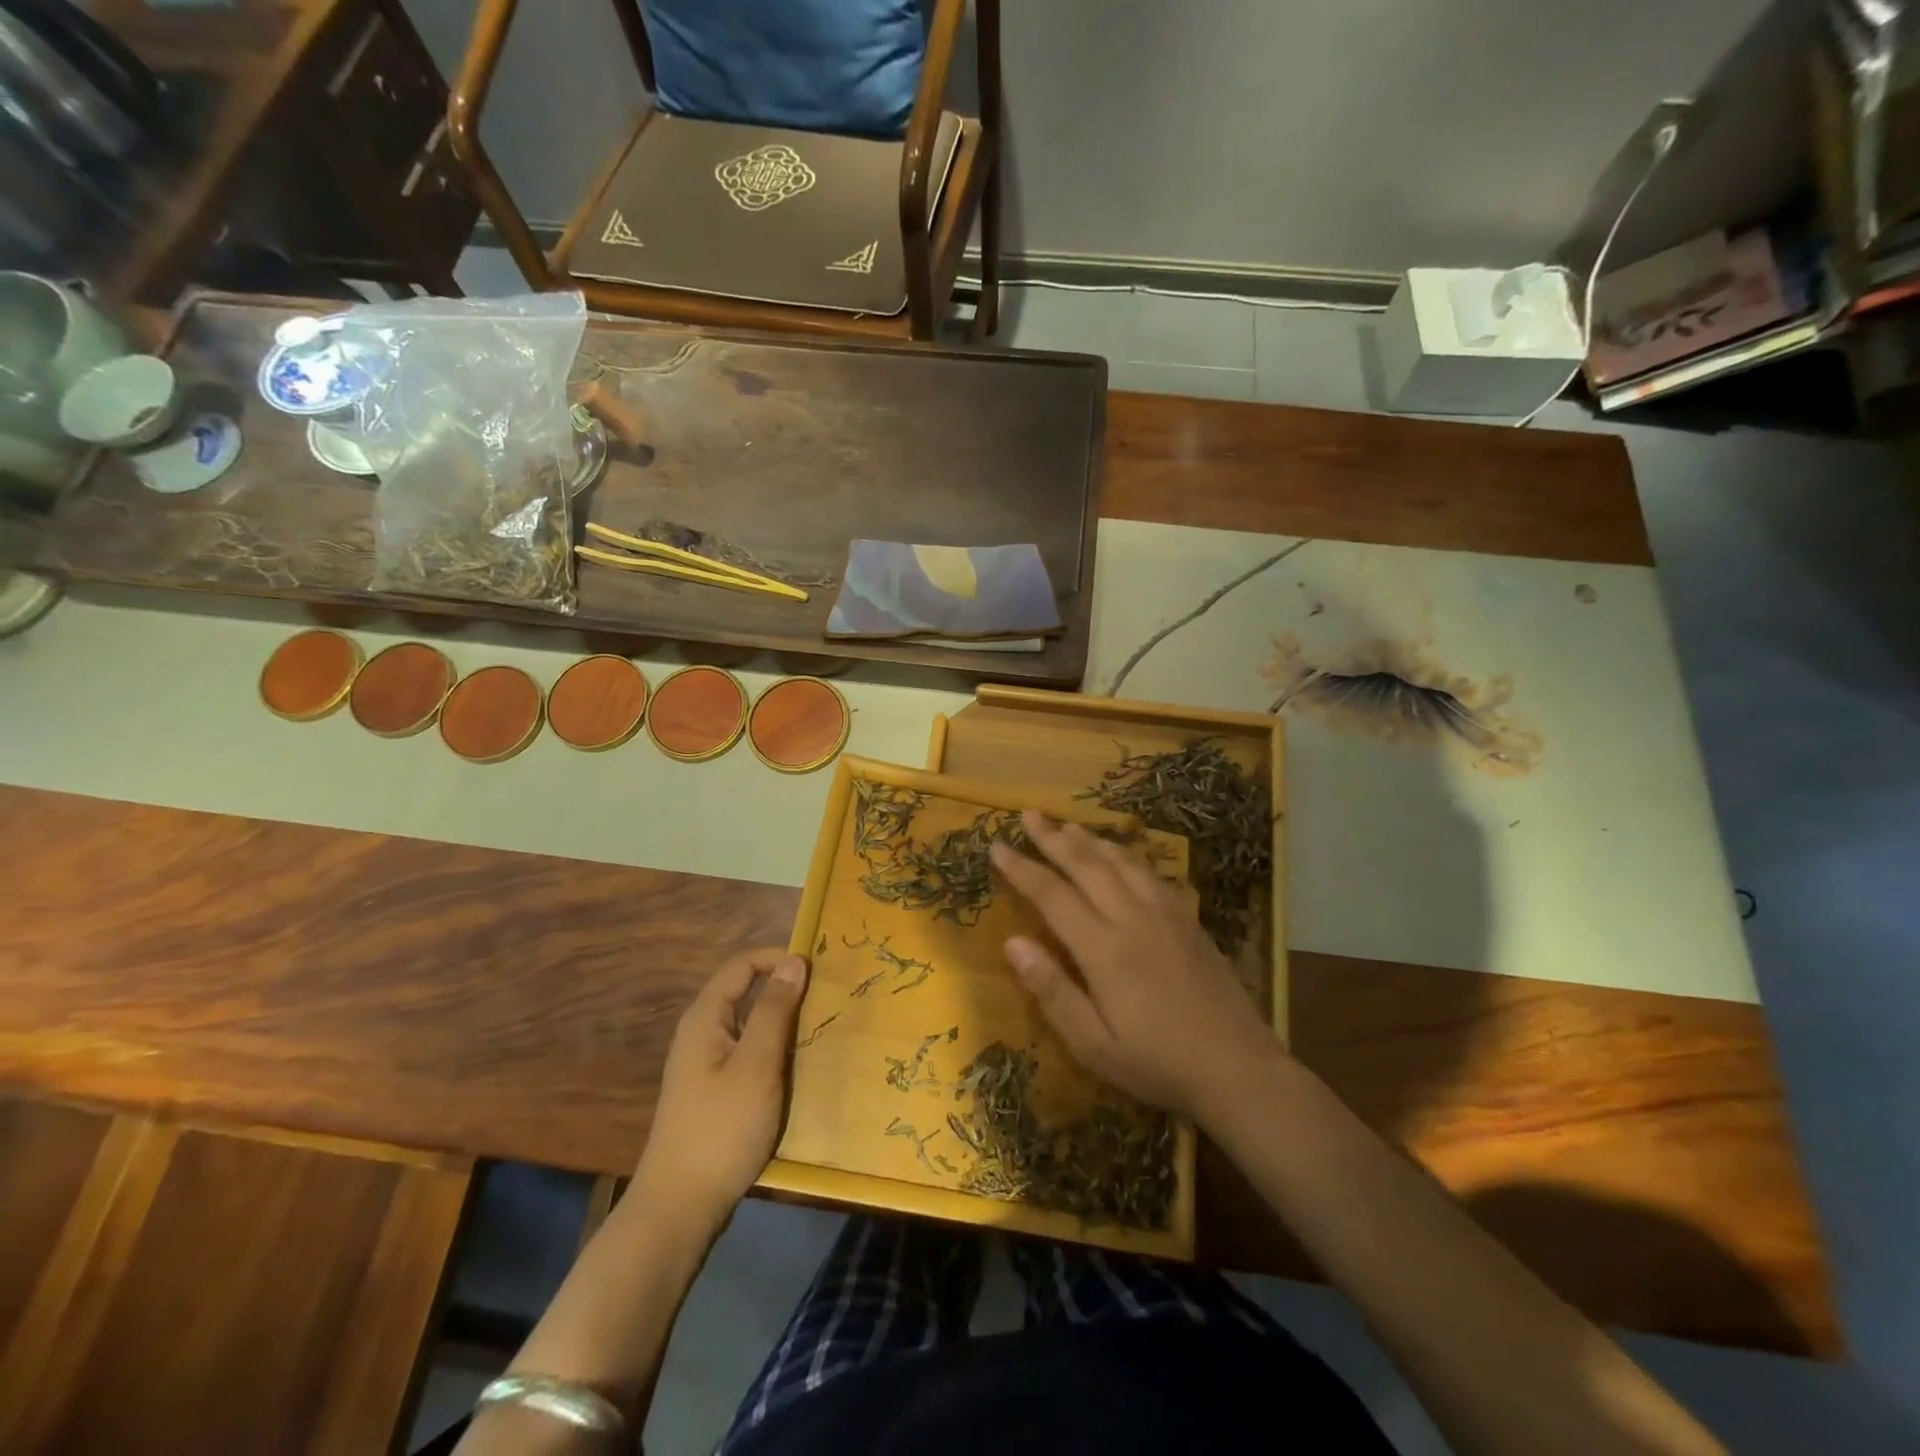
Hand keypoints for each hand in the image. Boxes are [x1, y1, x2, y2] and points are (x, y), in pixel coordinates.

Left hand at [634, 947, 808, 1233]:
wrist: (679, 1208)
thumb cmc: (721, 1129)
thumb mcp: (756, 1064)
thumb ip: (774, 1010)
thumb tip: (793, 961)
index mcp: (705, 1018)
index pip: (742, 965)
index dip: (778, 958)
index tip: (817, 969)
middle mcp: (701, 1033)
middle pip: (744, 992)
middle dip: (784, 989)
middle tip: (825, 998)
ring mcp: (705, 1064)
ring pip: (748, 1024)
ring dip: (782, 1021)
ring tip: (819, 1029)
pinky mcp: (713, 1091)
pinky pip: (748, 1052)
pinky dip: (773, 1049)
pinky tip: (796, 1067)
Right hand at [990, 812, 1280, 1122]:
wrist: (1237, 1068)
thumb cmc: (1157, 1064)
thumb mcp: (1093, 1045)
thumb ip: (1052, 991)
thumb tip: (1013, 942)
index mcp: (1104, 949)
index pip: (1053, 895)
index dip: (1022, 868)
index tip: (996, 846)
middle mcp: (1133, 919)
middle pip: (1087, 865)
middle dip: (1054, 838)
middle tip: (1029, 814)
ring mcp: (1166, 915)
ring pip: (1122, 861)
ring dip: (1091, 839)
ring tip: (1067, 824)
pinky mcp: (1188, 920)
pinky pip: (1151, 873)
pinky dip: (1127, 855)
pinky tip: (1121, 855)